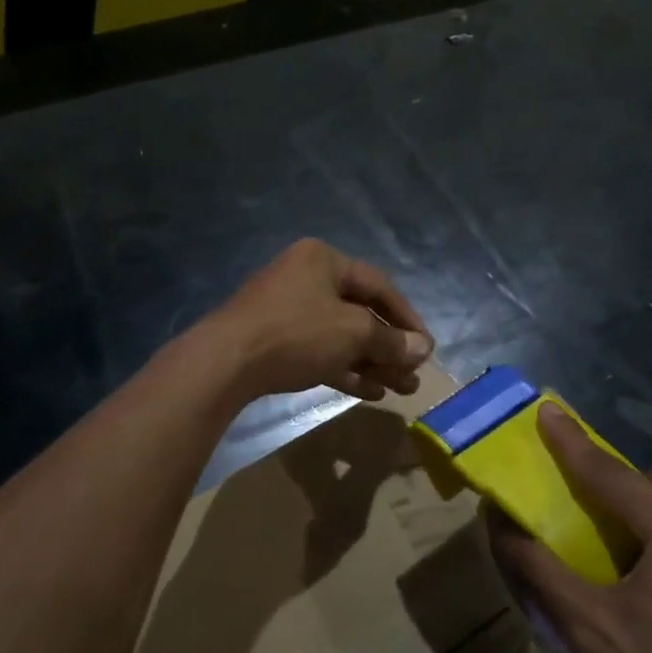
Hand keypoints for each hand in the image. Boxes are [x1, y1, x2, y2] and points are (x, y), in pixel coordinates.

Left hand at [208, 239, 432, 401]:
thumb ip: (391, 340)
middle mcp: (306, 278)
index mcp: (323, 260)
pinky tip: (370, 391)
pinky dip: (345, 368)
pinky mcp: (275, 340)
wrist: (225, 363)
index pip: (379, 285)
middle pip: (360, 312)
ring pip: (341, 336)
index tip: (426, 346)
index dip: (407, 317)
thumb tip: (423, 348)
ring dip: (372, 361)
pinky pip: (320, 351)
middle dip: (390, 346)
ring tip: (401, 389)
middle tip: (414, 374)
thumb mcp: (352, 333)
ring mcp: (288, 310)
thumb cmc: (296, 333)